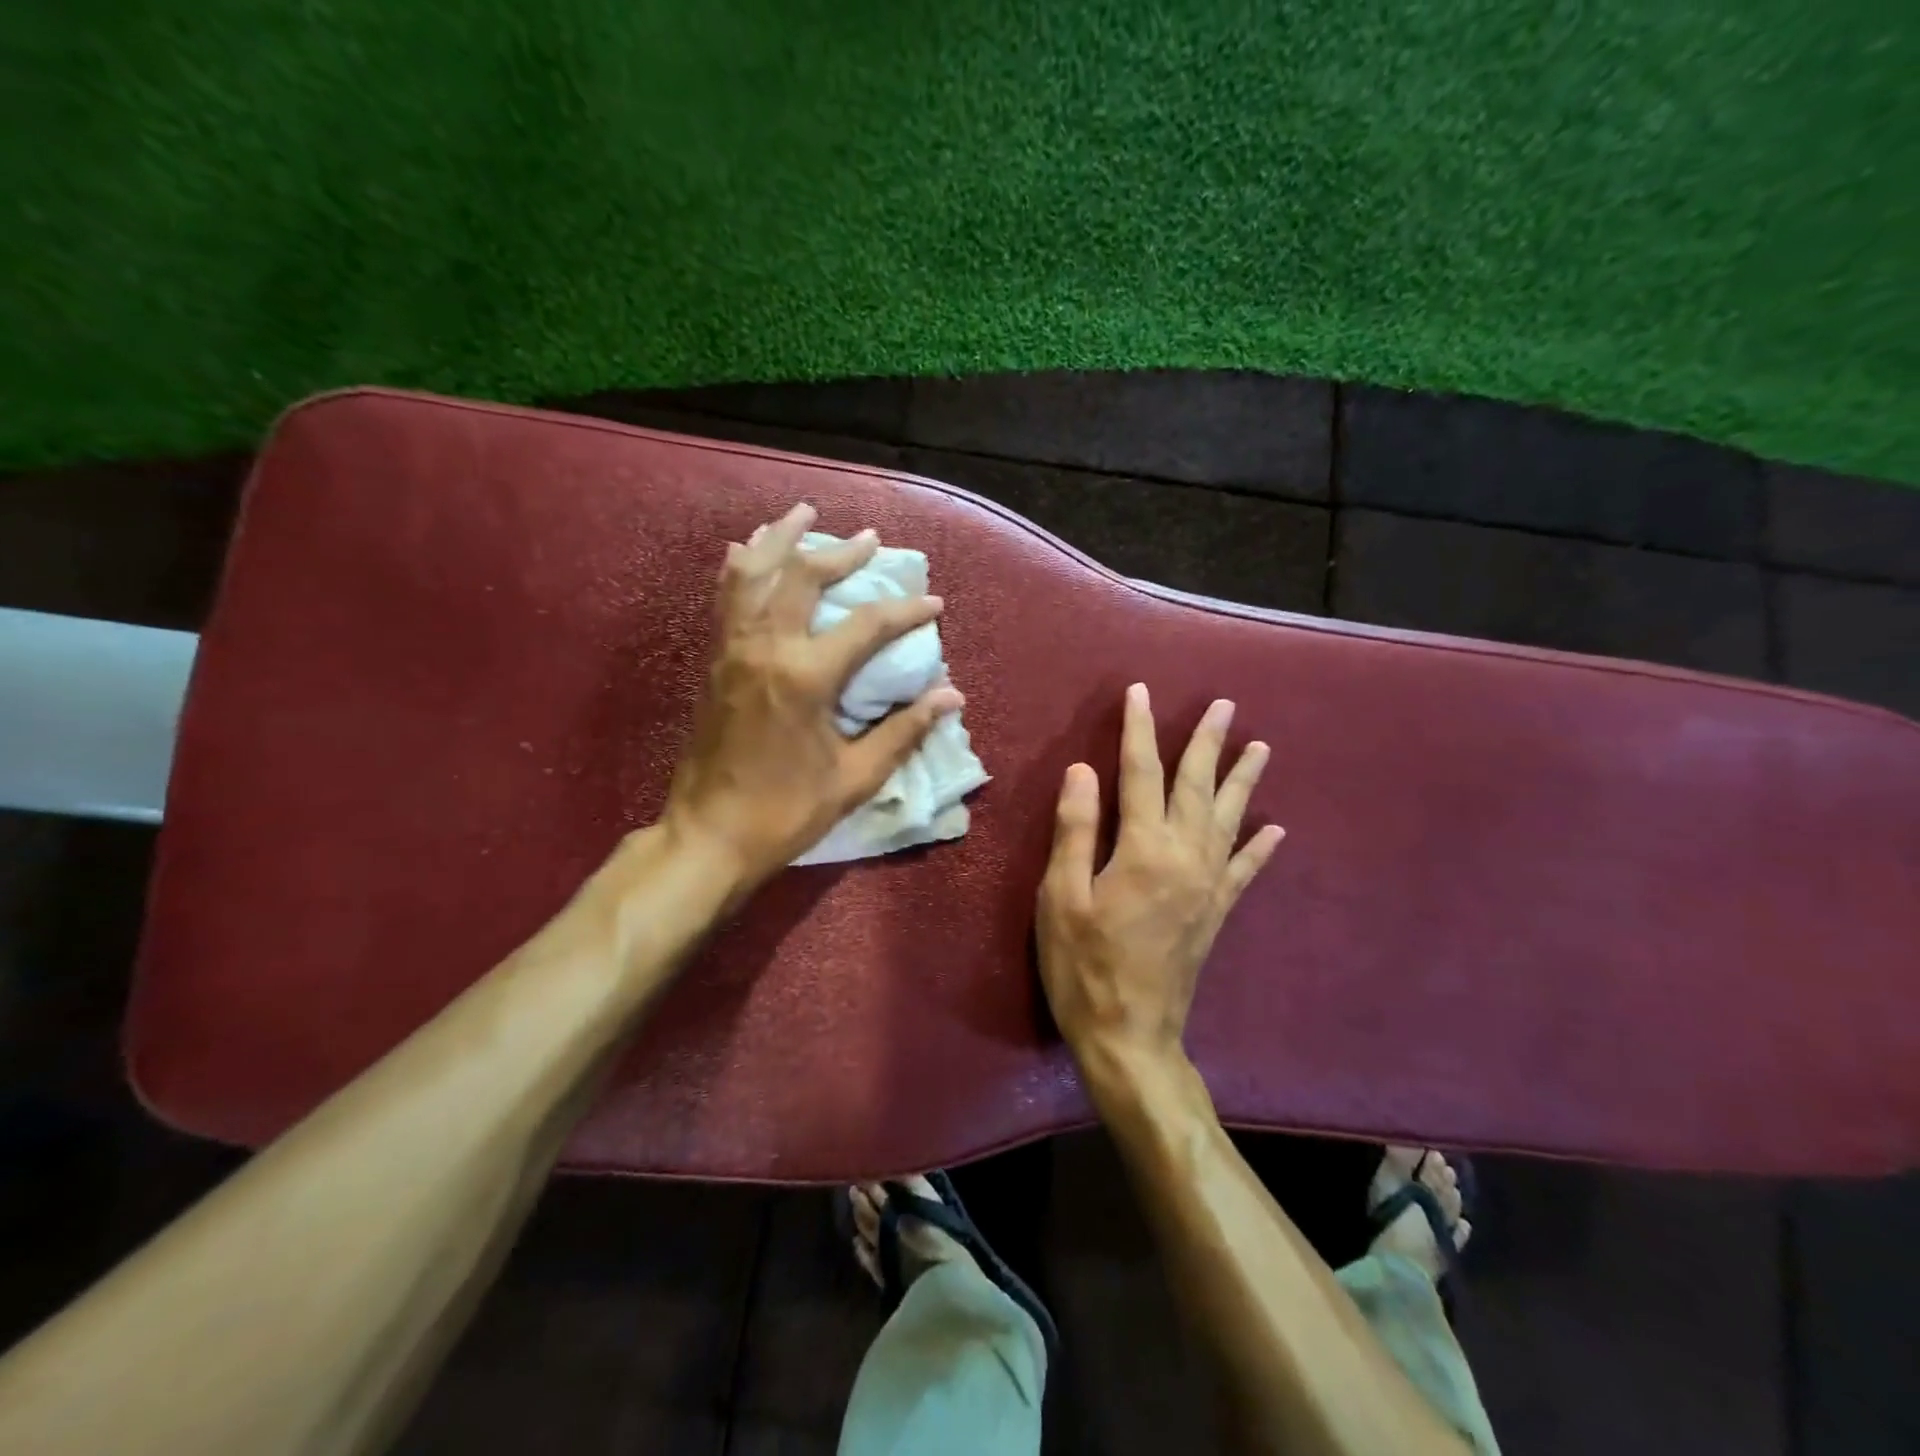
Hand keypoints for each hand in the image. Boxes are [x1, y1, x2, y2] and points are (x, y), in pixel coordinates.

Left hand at [663, 502, 961, 887]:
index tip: (934, 604)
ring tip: (801, 514)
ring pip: (752, 573)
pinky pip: (726, 598)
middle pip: (803, 577)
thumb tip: (950, 696)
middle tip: (869, 539)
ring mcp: (733, 650)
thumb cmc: (786, 811)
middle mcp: (766, 648)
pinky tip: (748, 551)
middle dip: (841, 553)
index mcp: (805, 677)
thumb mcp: (855, 778)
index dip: (906, 611)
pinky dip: (741, 567)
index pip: (867, 626)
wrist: (709, 835)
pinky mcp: (715, 661)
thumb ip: (903, 731)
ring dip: (780, 539)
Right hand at [1036, 683, 1283, 1093]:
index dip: (1138, 730)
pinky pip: (1245, 871)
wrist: (1129, 1036)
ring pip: (1227, 819)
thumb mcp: (1061, 897)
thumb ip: (1075, 830)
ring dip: (1242, 781)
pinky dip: (1261, 847)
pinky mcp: (1216, 913)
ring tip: (1260, 747)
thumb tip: (1083, 770)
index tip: (1140, 693)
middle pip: (1195, 786)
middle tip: (1223, 705)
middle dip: (1205, 743)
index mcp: (1142, 849)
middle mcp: (1184, 857)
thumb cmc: (1083, 965)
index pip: (1140, 774)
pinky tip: (1278, 830)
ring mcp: (1207, 886)